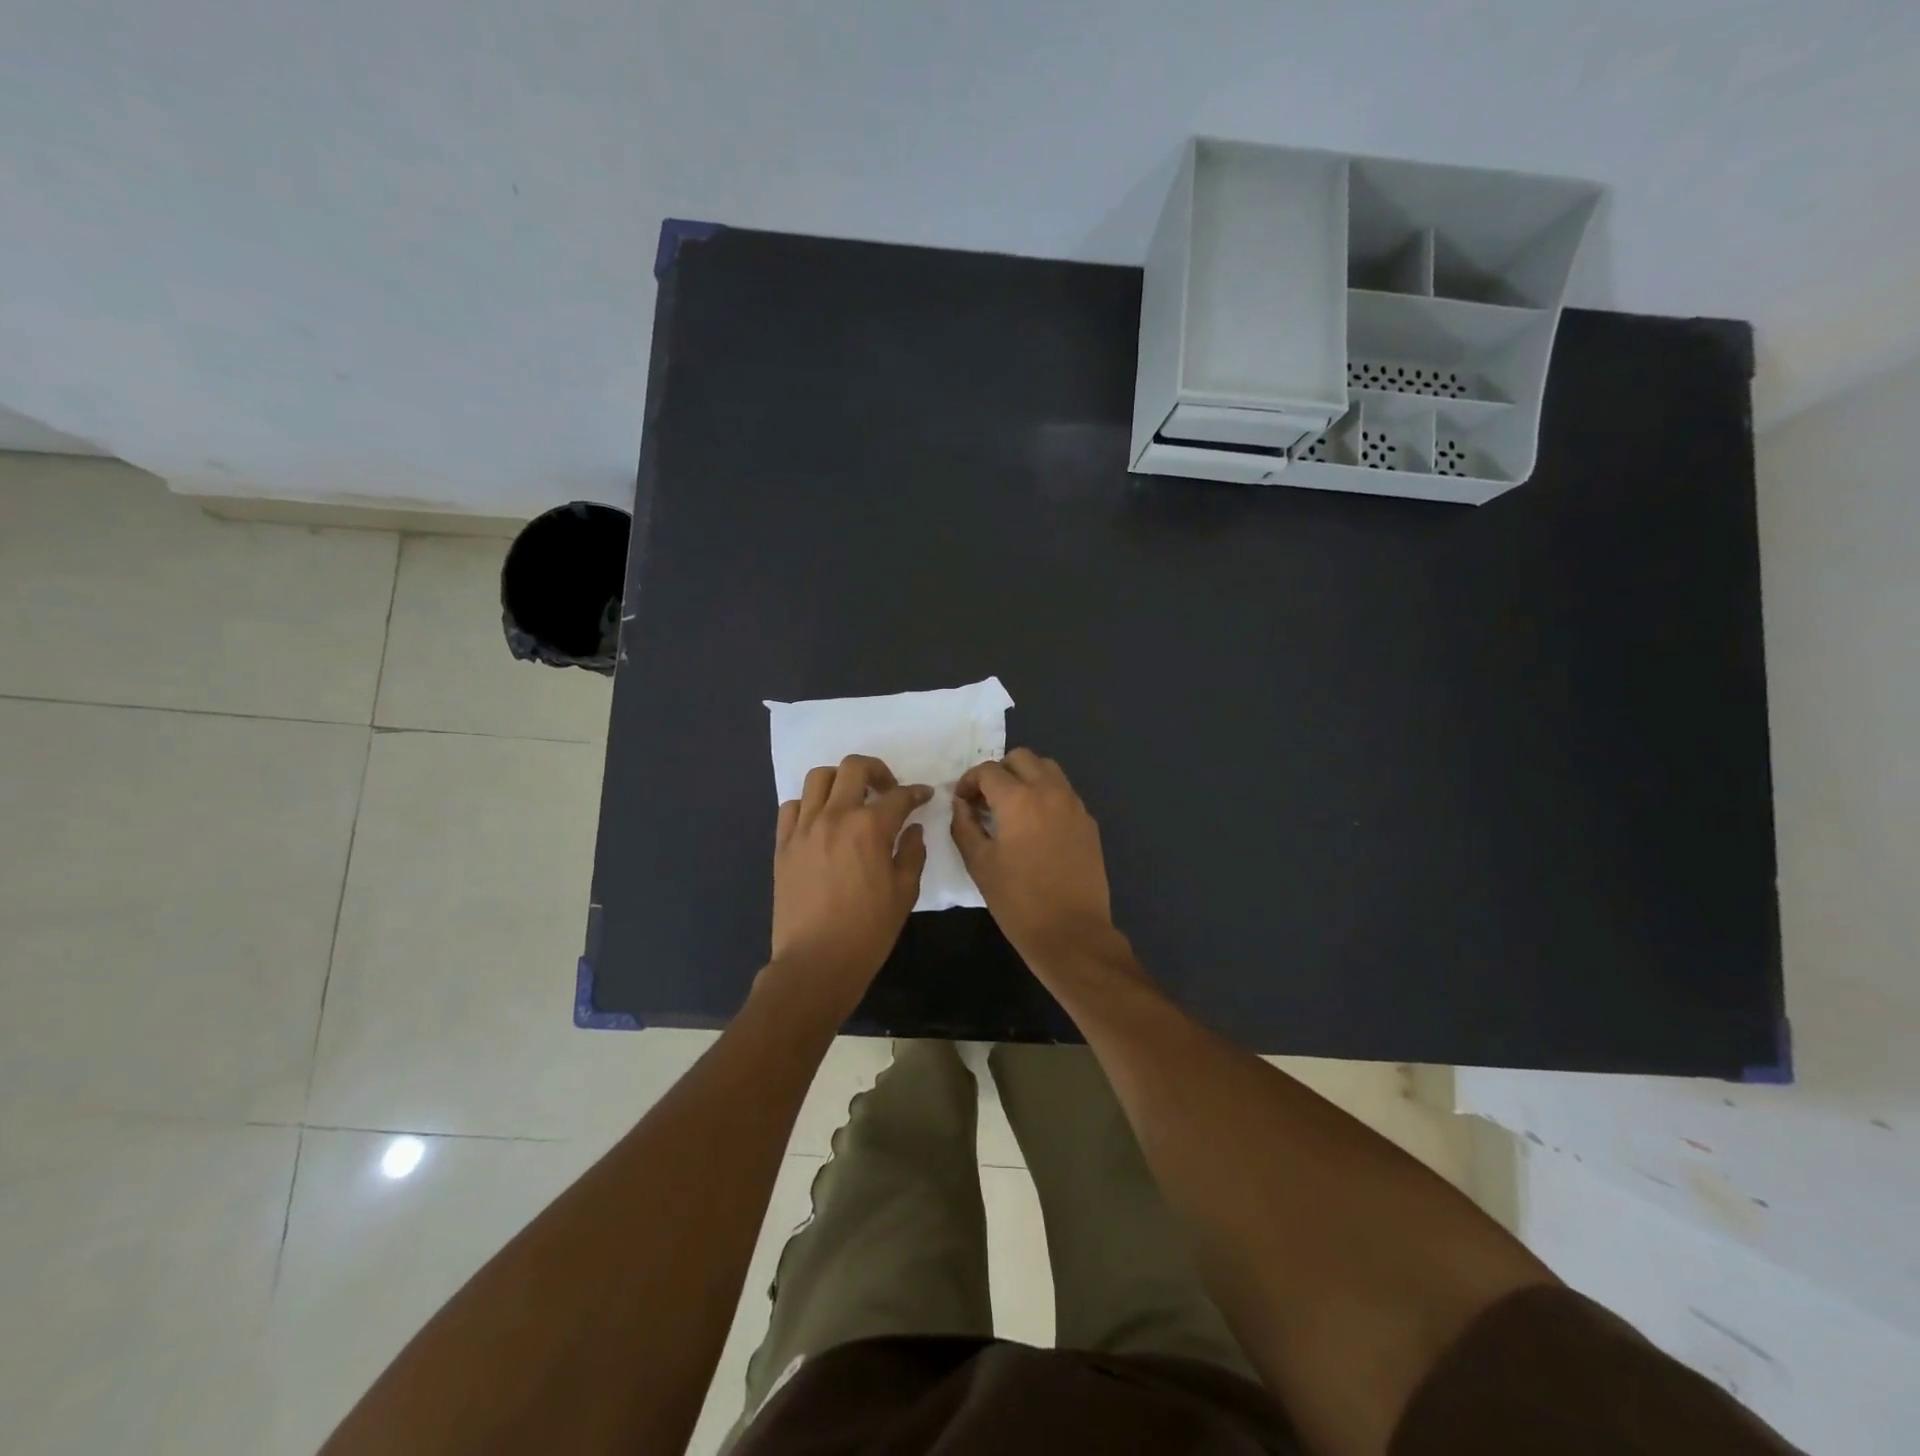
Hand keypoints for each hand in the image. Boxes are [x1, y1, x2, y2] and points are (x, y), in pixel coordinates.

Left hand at [769, 754, 931, 1014]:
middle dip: (877, 770)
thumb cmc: (868, 931)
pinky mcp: (783, 844)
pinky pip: (792, 806)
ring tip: (851, 799)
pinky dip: (809, 804)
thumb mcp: (904, 893)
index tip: (924, 796)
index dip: (916, 793)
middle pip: (854, 767)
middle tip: (887, 789)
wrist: (816, 962)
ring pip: (819, 778)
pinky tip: (821, 821)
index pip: (898, 795)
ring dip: (840, 781)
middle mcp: (835, 816)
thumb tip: (912, 829)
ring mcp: (804, 828)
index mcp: (870, 827)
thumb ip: (912, 854)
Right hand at [951, 749, 1120, 968]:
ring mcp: (1074, 804)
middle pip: (1021, 758)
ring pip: (1047, 769)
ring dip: (1025, 778)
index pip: (987, 770)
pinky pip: (1064, 792)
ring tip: (1012, 808)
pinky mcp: (1088, 822)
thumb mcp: (979, 864)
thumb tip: (961, 805)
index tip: (962, 801)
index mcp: (1018, 799)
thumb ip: (964, 826)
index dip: (968, 781)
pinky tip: (1036, 826)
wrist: (1071, 932)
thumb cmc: (1018, 900)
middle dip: (999, 772)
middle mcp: (1049, 791)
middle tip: (986, 800)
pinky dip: (1046, 795)